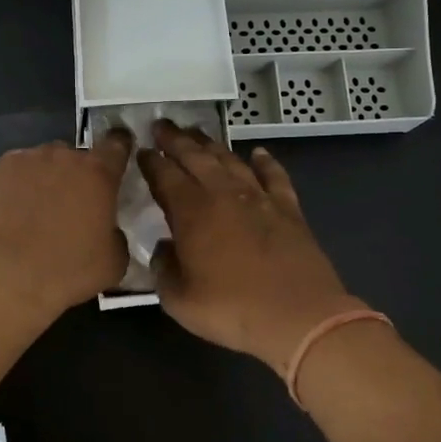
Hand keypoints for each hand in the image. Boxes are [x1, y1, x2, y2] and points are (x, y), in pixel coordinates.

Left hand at [0, 133, 132, 317]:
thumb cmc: (67, 270)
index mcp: (95, 172)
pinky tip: (1, 226)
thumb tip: (106, 231)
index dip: (118, 149)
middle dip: (71, 176)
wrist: (2, 280)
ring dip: (36, 183)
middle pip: (69, 157)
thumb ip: (114, 236)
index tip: (117, 155)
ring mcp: (15, 164)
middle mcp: (56, 157)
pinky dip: (4, 198)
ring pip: (32, 166)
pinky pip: (1, 185)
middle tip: (68, 209)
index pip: (115, 146)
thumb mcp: (112, 263)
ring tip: (29, 218)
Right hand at [137, 120, 366, 370]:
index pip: (165, 176)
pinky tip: (258, 153)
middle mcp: (223, 195)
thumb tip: (163, 249)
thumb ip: (163, 269)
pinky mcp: (288, 209)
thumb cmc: (232, 310)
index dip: (151, 161)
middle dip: (176, 140)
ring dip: (211, 144)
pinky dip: (265, 162)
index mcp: (192, 212)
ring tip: (197, 133)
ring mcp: (259, 198)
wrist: (298, 316)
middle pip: (195, 157)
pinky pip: (274, 176)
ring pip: (230, 160)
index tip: (142, 150)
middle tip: (162, 125)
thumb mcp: (179, 300)